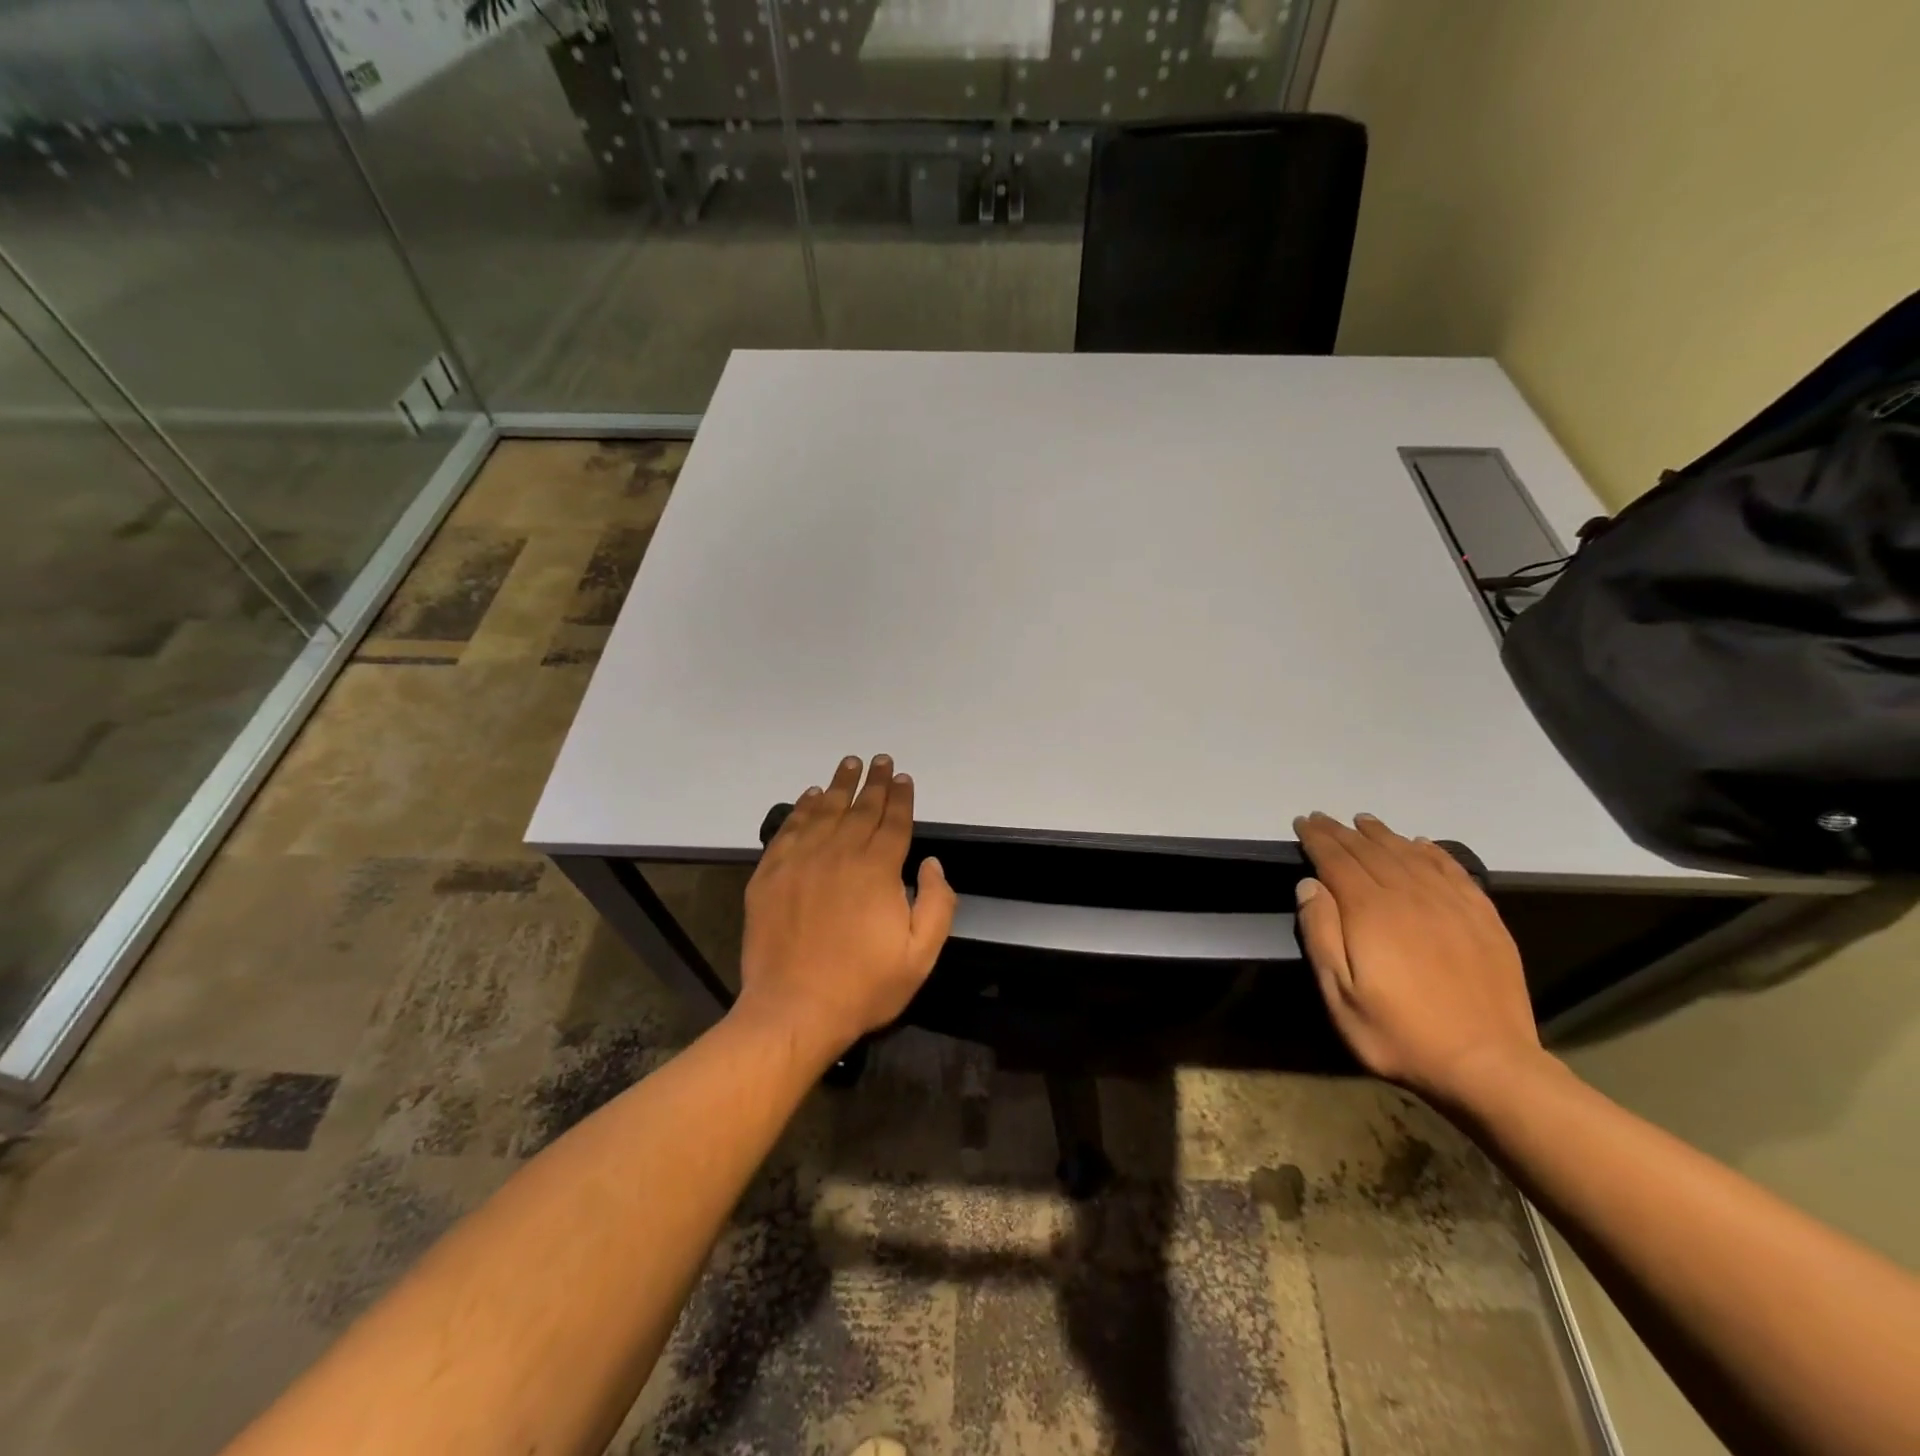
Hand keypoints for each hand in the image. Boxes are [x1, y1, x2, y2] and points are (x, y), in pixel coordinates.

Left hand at [736, 755, 956, 1060]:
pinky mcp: (770, 875)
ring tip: (849, 764)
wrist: (794, 1010)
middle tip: (880, 760)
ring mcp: (800, 861)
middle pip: (860, 808)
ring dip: (839, 785)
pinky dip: (800, 808)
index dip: (901, 797)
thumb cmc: (863, 986)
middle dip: (874, 782)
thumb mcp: (921, 955)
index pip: (893, 822)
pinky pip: (788, 829)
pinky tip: (808, 796)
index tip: (903, 777)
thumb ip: (937, 903)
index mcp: (877, 869)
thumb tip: (932, 863)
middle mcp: (839, 854)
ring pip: (823, 811)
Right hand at [1292, 812, 1542, 1105]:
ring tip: (1363, 821)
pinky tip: (1421, 844)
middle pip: (1370, 851)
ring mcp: (1451, 905)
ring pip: (1409, 854)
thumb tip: (1309, 884)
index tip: (1302, 822)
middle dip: (1342, 832)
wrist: (1488, 1065)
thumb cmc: (1399, 1033)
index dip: (1317, 839)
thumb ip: (1320, 934)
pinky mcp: (1483, 919)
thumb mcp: (1340, 994)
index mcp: (1371, 911)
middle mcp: (1410, 895)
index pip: (1337, 860)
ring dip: (1382, 835)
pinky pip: (1453, 871)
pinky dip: (1433, 852)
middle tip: (1323, 818)